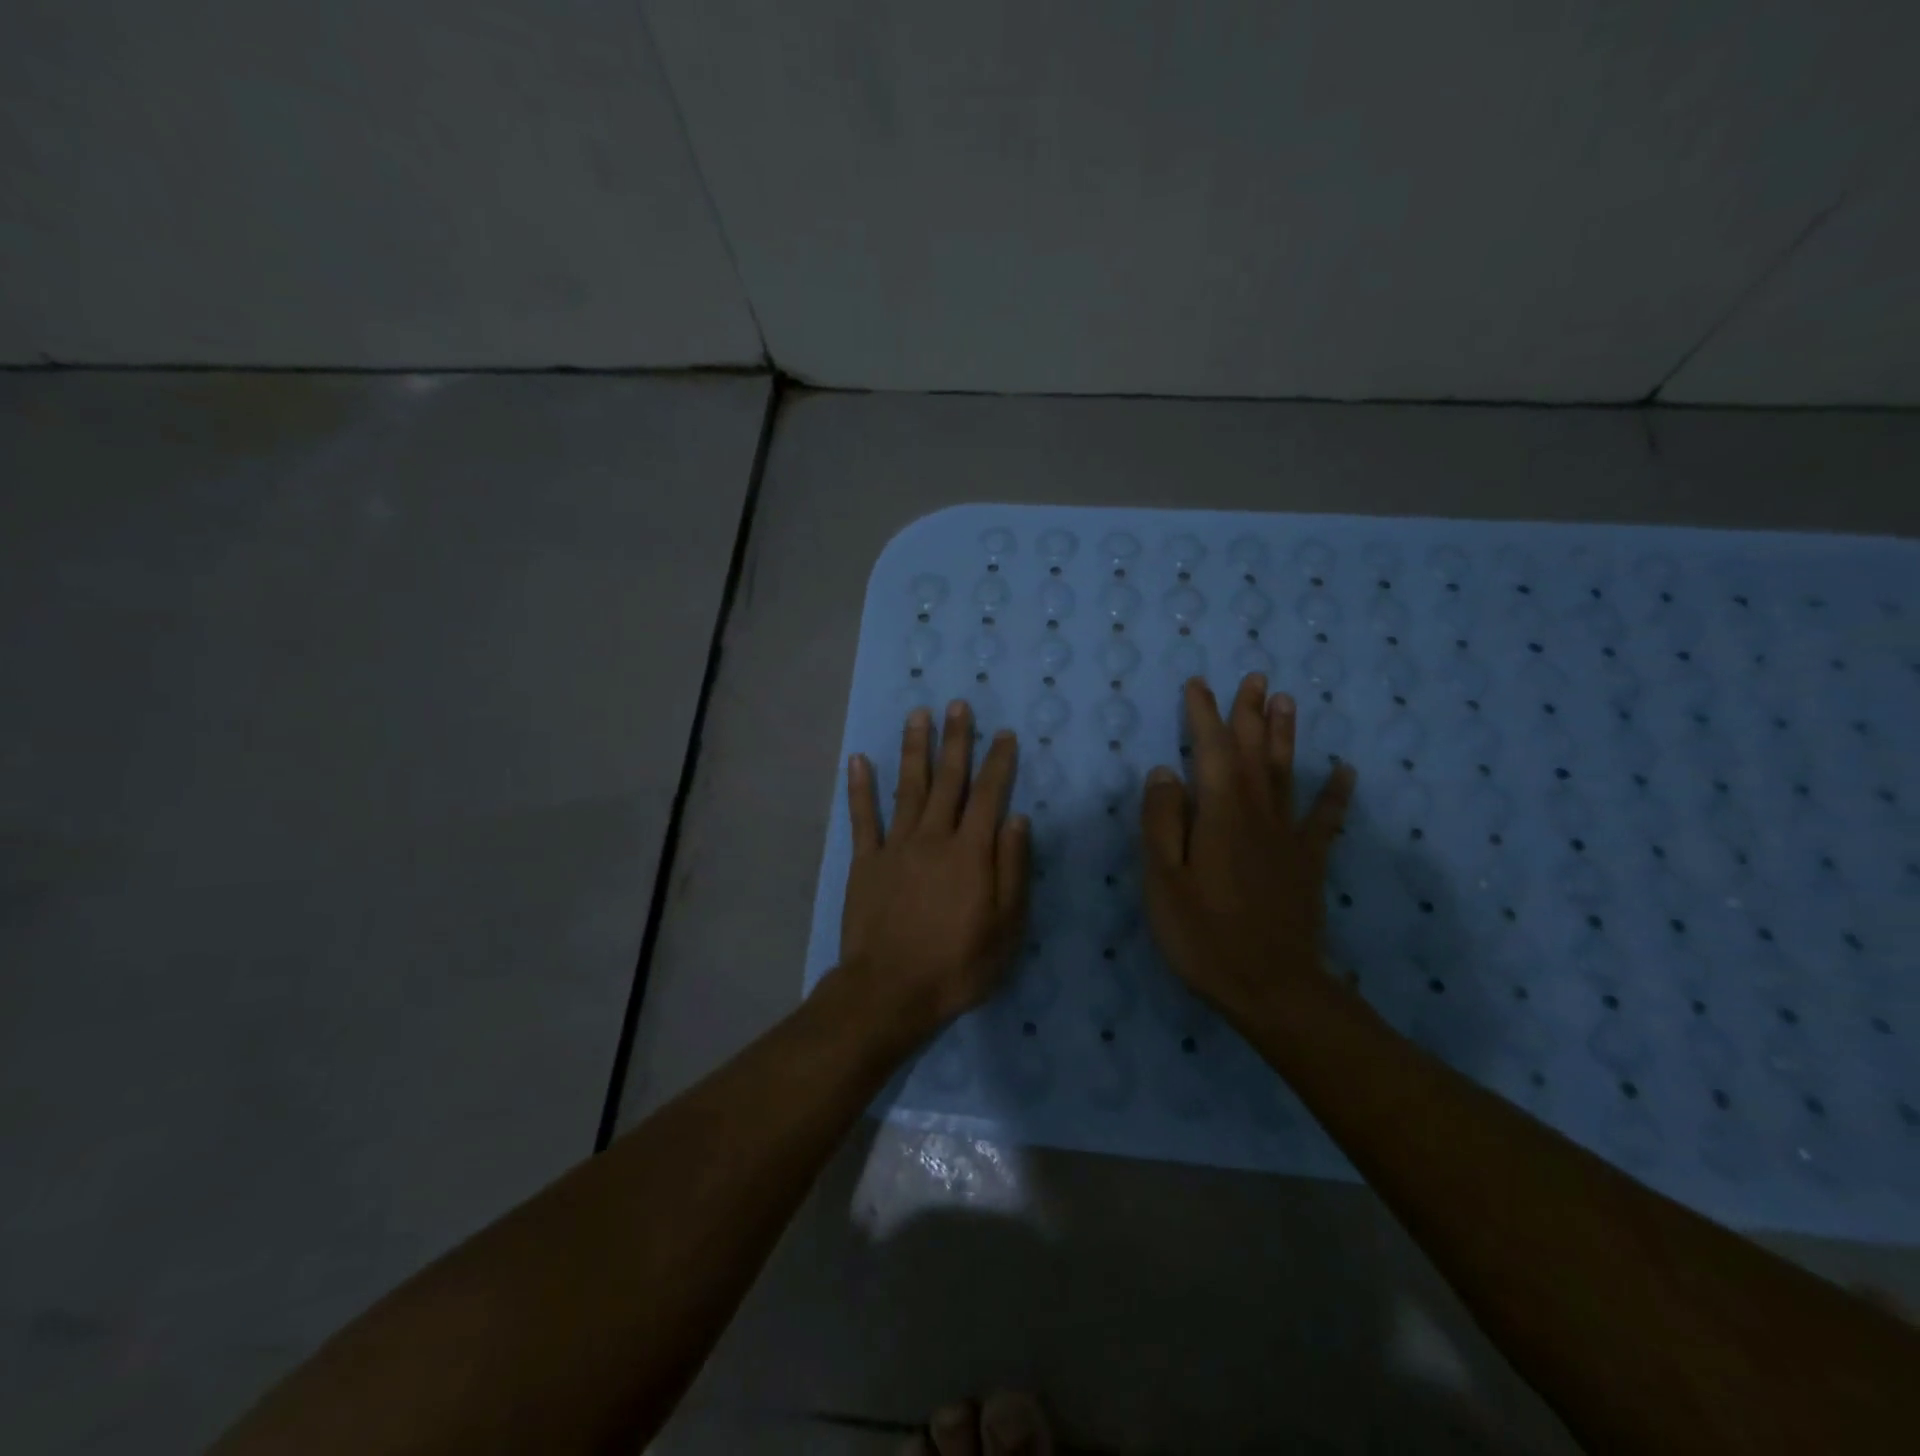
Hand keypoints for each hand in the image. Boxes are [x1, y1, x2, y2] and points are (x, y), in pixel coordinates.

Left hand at [836, 700, 1030, 1046]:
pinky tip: (858, 760)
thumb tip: (1017, 819)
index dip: (997, 763)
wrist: (890, 991)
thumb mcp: (1006, 927)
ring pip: (907, 787)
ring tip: (918, 715)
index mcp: (970, 853)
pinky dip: (860, 788)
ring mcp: (895, 847)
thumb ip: (1012, 869)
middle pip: (947, 780)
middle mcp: (933, 838)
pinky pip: (862, 817)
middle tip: (958, 705)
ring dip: (914, 749)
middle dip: (956, 740)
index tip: (1003, 734)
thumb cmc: (957, 965)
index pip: (988, 796)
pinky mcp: (865, 861)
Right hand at [1141, 675, 1356, 1024]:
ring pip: (1285, 773)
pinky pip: (1325, 818)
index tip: (1199, 684)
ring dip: (1285, 735)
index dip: (1203, 716)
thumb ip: (1162, 823)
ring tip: (1287, 701)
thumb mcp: (1164, 881)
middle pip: (1253, 752)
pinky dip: (1336, 792)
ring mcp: (1288, 837)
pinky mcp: (1309, 862)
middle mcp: (1258, 814)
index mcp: (1219, 814)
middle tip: (1255, 677)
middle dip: (1250, 713)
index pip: (1209, 751)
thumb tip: (1163, 772)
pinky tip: (1346, 770)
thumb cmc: (1205, 936)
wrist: (1272, 988)